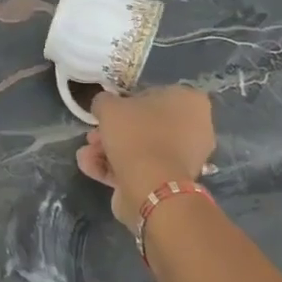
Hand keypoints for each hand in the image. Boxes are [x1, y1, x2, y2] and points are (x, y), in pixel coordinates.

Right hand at [75, 85, 215, 226]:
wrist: (151, 187)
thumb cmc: (136, 134)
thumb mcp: (109, 106)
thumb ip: (104, 101)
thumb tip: (104, 106)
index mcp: (189, 101)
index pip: (153, 95)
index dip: (125, 104)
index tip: (106, 114)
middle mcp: (195, 128)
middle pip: (145, 125)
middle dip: (114, 132)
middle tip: (93, 137)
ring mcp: (186, 158)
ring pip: (142, 148)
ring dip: (110, 151)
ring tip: (86, 156)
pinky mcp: (173, 182)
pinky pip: (144, 168)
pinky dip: (117, 168)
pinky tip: (92, 168)